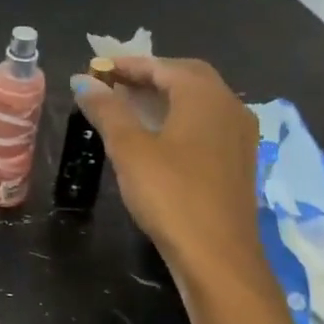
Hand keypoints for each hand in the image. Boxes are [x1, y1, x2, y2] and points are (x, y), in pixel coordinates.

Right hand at [70, 56, 264, 286]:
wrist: (218, 258)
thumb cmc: (171, 195)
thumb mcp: (130, 148)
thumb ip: (107, 110)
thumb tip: (83, 81)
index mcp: (205, 96)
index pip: (163, 66)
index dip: (128, 64)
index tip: (97, 68)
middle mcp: (229, 106)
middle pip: (187, 77)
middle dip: (149, 76)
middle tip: (114, 84)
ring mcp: (240, 135)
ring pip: (199, 101)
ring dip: (165, 97)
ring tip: (129, 107)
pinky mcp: (239, 161)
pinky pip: (207, 123)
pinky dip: (180, 118)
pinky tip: (158, 136)